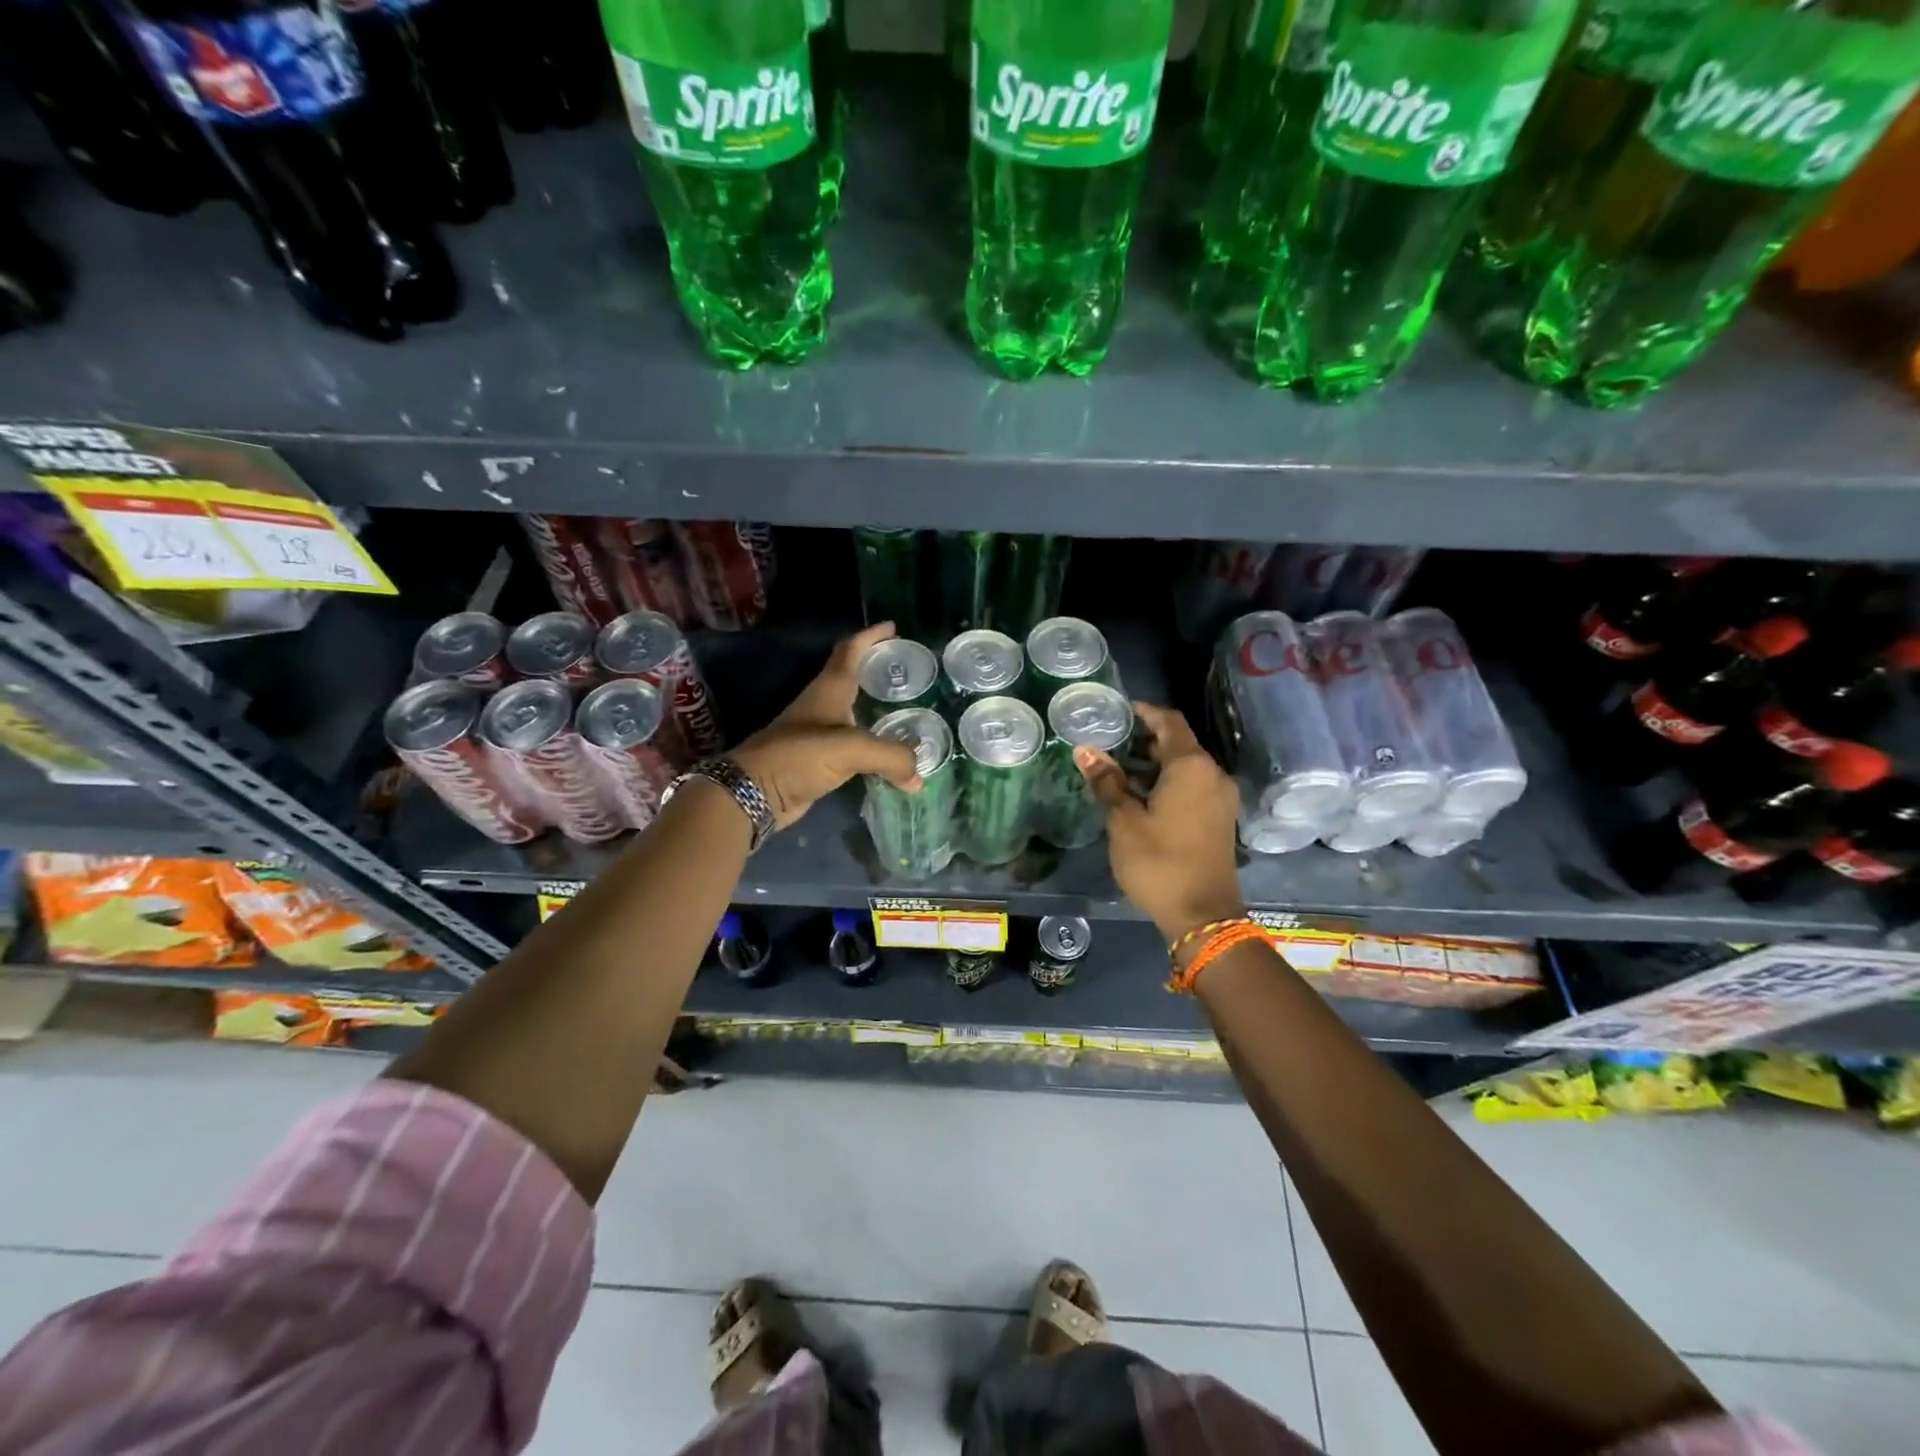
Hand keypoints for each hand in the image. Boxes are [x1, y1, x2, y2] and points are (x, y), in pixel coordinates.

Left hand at [732, 623, 921, 829]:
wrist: (753, 792)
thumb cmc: (798, 756)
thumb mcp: (850, 749)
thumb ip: (890, 756)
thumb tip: (918, 776)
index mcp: (829, 690)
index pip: (850, 651)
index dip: (870, 636)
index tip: (893, 627)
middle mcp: (824, 706)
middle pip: (853, 678)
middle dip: (878, 670)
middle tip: (908, 672)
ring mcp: (819, 733)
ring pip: (854, 713)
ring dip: (877, 708)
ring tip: (907, 711)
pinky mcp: (819, 760)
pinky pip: (854, 746)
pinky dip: (873, 744)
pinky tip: (889, 754)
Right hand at [1076, 703, 1245, 940]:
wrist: (1203, 916)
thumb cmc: (1159, 862)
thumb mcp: (1124, 820)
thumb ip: (1107, 781)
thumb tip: (1085, 750)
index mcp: (1192, 766)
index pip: (1170, 722)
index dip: (1145, 712)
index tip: (1119, 710)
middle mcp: (1213, 774)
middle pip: (1179, 743)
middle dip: (1145, 740)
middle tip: (1111, 741)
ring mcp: (1220, 798)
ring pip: (1186, 767)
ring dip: (1155, 764)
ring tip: (1118, 770)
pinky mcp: (1220, 818)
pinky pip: (1193, 786)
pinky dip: (1169, 783)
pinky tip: (1141, 796)